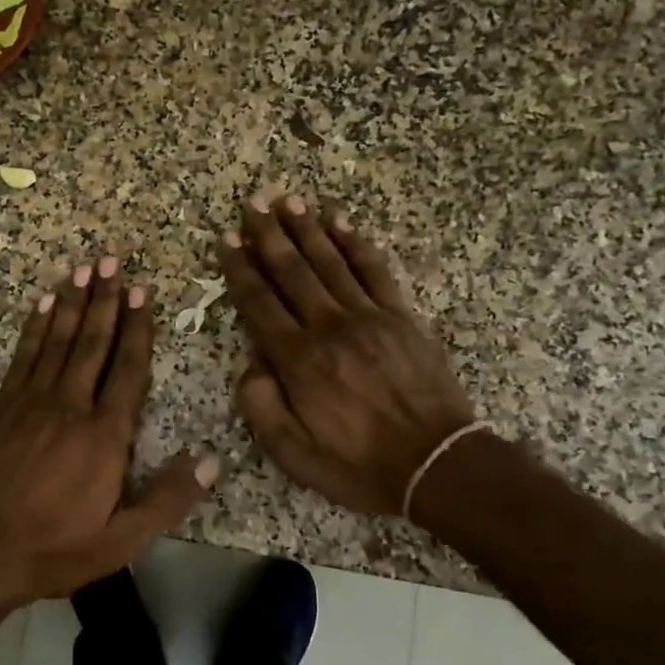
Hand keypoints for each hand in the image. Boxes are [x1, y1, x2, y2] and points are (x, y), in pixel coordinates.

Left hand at [0, 255, 218, 602]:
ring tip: (85, 269)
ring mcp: (32, 402)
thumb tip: (214, 458)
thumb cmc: (59, 547)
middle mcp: (71, 407)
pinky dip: (35, 326)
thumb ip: (170, 497)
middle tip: (113, 260)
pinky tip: (44, 303)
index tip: (143, 292)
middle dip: (106, 301)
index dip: (138, 329)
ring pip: (59, 341)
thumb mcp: (124, 538)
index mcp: (106, 436)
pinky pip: (24, 356)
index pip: (128, 370)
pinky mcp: (3, 407)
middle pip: (93, 344)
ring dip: (74, 303)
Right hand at [220, 193, 477, 515]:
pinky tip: (341, 222)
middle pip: (292, 270)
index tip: (226, 239)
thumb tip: (250, 366)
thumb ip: (261, 406)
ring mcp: (369, 316)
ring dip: (306, 229)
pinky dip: (356, 243)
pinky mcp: (401, 316)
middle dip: (269, 235)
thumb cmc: (359, 463)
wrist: (438, 464)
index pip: (259, 302)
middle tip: (253, 203)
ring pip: (330, 261)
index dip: (239, 268)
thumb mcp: (293, 453)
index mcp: (298, 359)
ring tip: (288, 200)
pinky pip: (374, 270)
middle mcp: (328, 327)